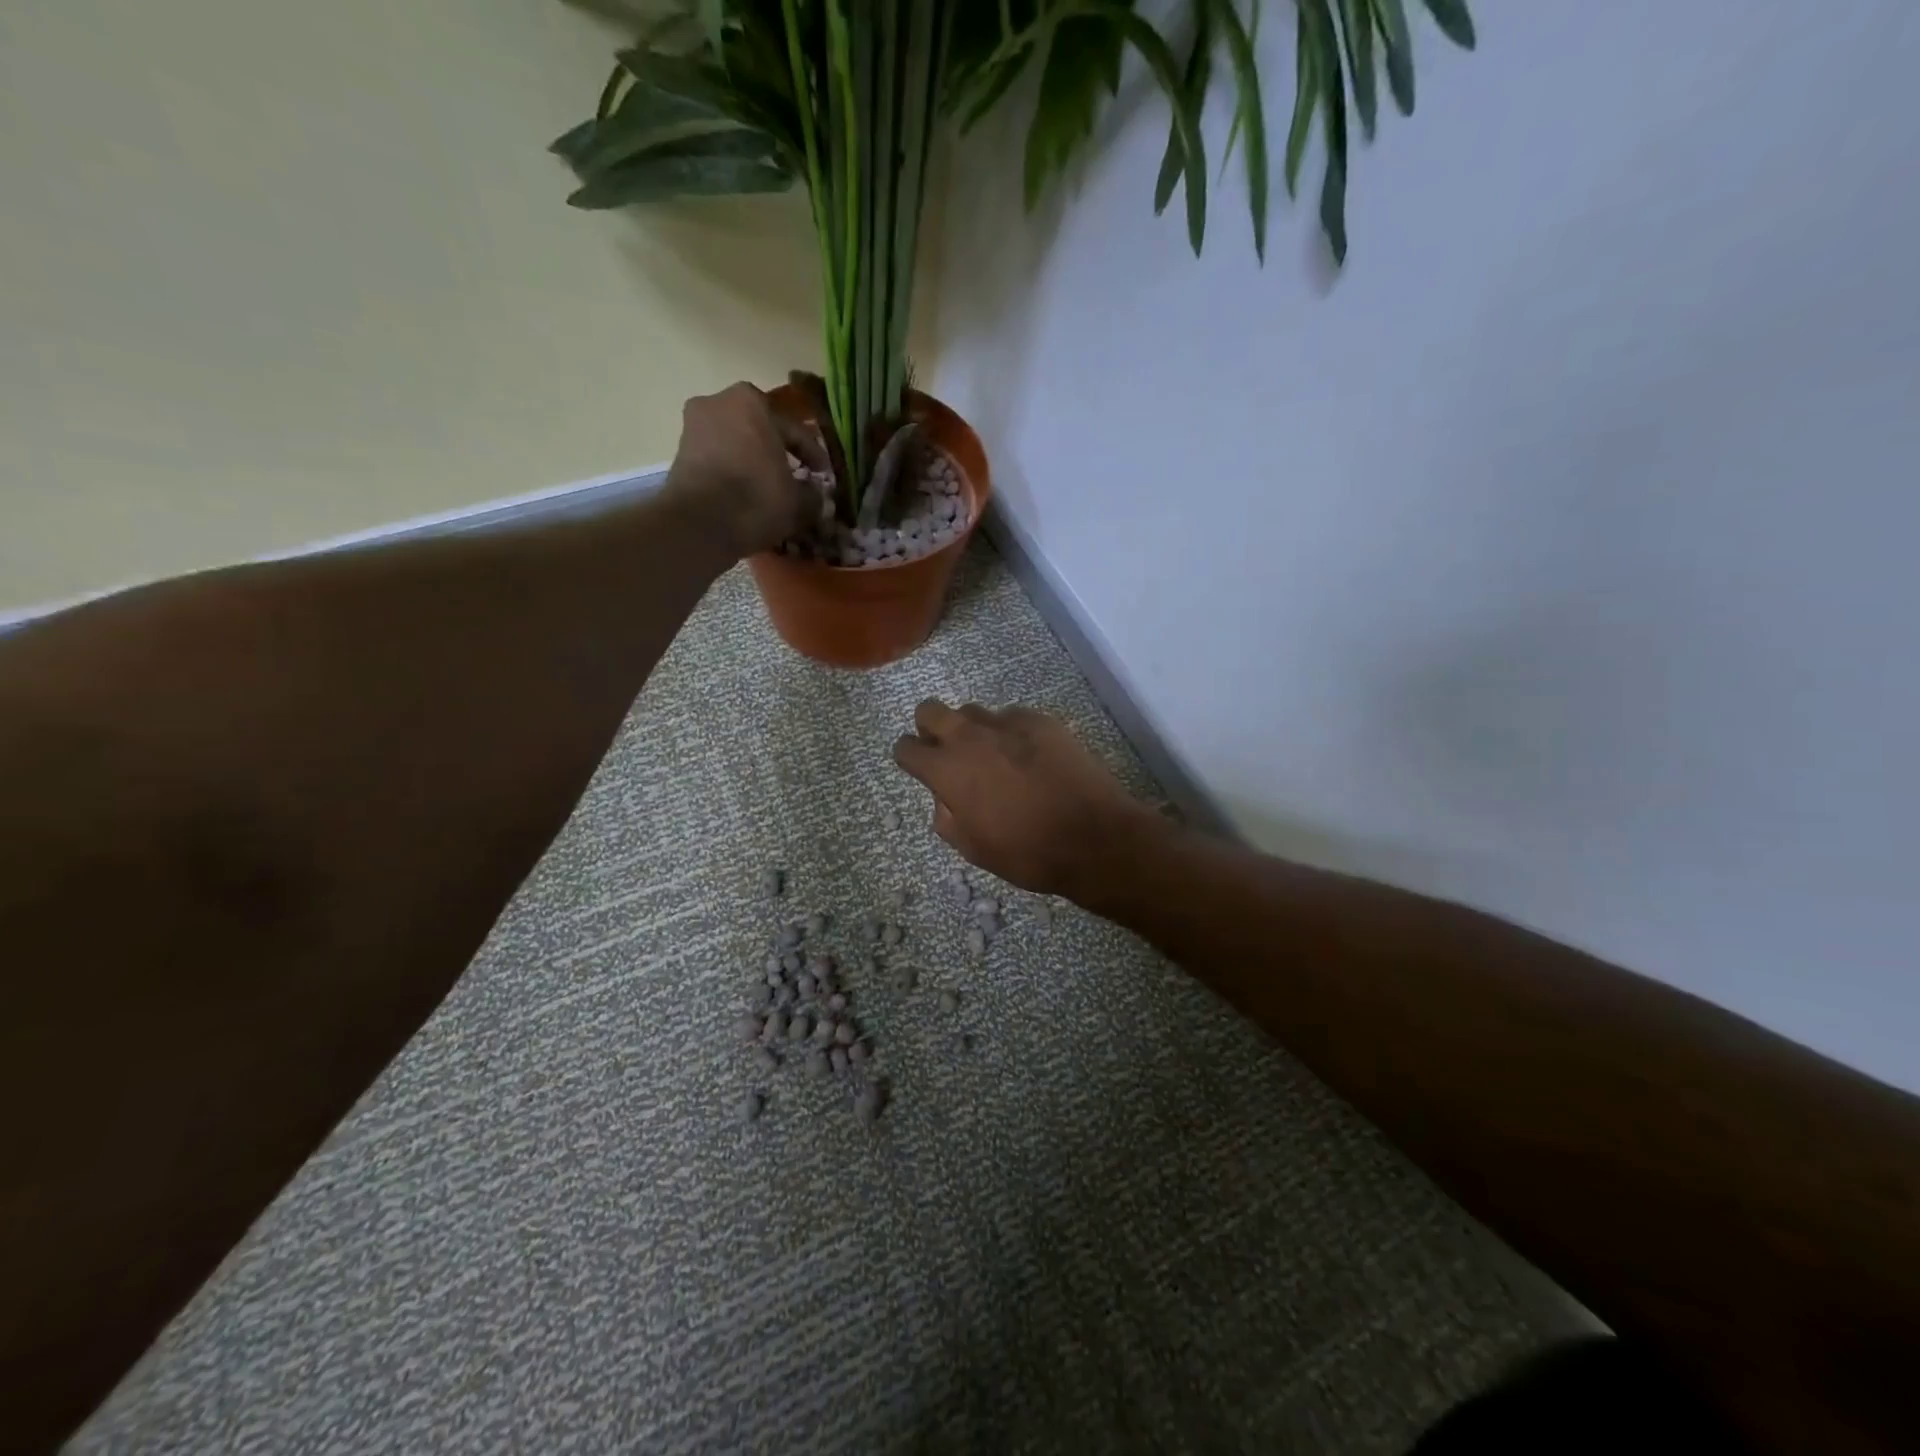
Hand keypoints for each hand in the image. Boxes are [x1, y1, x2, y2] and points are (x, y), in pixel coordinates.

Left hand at [664, 383, 829, 557]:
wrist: (700, 523)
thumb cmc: (756, 498)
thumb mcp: (799, 501)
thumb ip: (812, 494)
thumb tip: (814, 494)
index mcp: (752, 401)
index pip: (794, 430)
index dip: (814, 456)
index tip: (824, 476)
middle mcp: (719, 401)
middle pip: (760, 430)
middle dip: (778, 452)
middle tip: (796, 477)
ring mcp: (694, 425)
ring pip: (737, 443)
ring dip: (753, 461)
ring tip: (769, 488)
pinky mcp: (679, 452)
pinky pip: (717, 458)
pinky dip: (733, 471)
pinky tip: (745, 493)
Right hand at [891, 701, 1159, 897]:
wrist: (1092, 836)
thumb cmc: (1027, 852)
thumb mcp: (973, 849)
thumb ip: (947, 817)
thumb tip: (944, 797)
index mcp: (947, 771)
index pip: (905, 747)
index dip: (909, 759)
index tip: (921, 770)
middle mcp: (970, 737)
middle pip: (929, 710)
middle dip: (930, 728)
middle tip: (950, 754)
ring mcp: (1007, 723)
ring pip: (972, 711)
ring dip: (972, 730)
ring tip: (995, 758)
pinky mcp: (1040, 720)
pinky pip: (1011, 717)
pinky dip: (1010, 733)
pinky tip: (1030, 758)